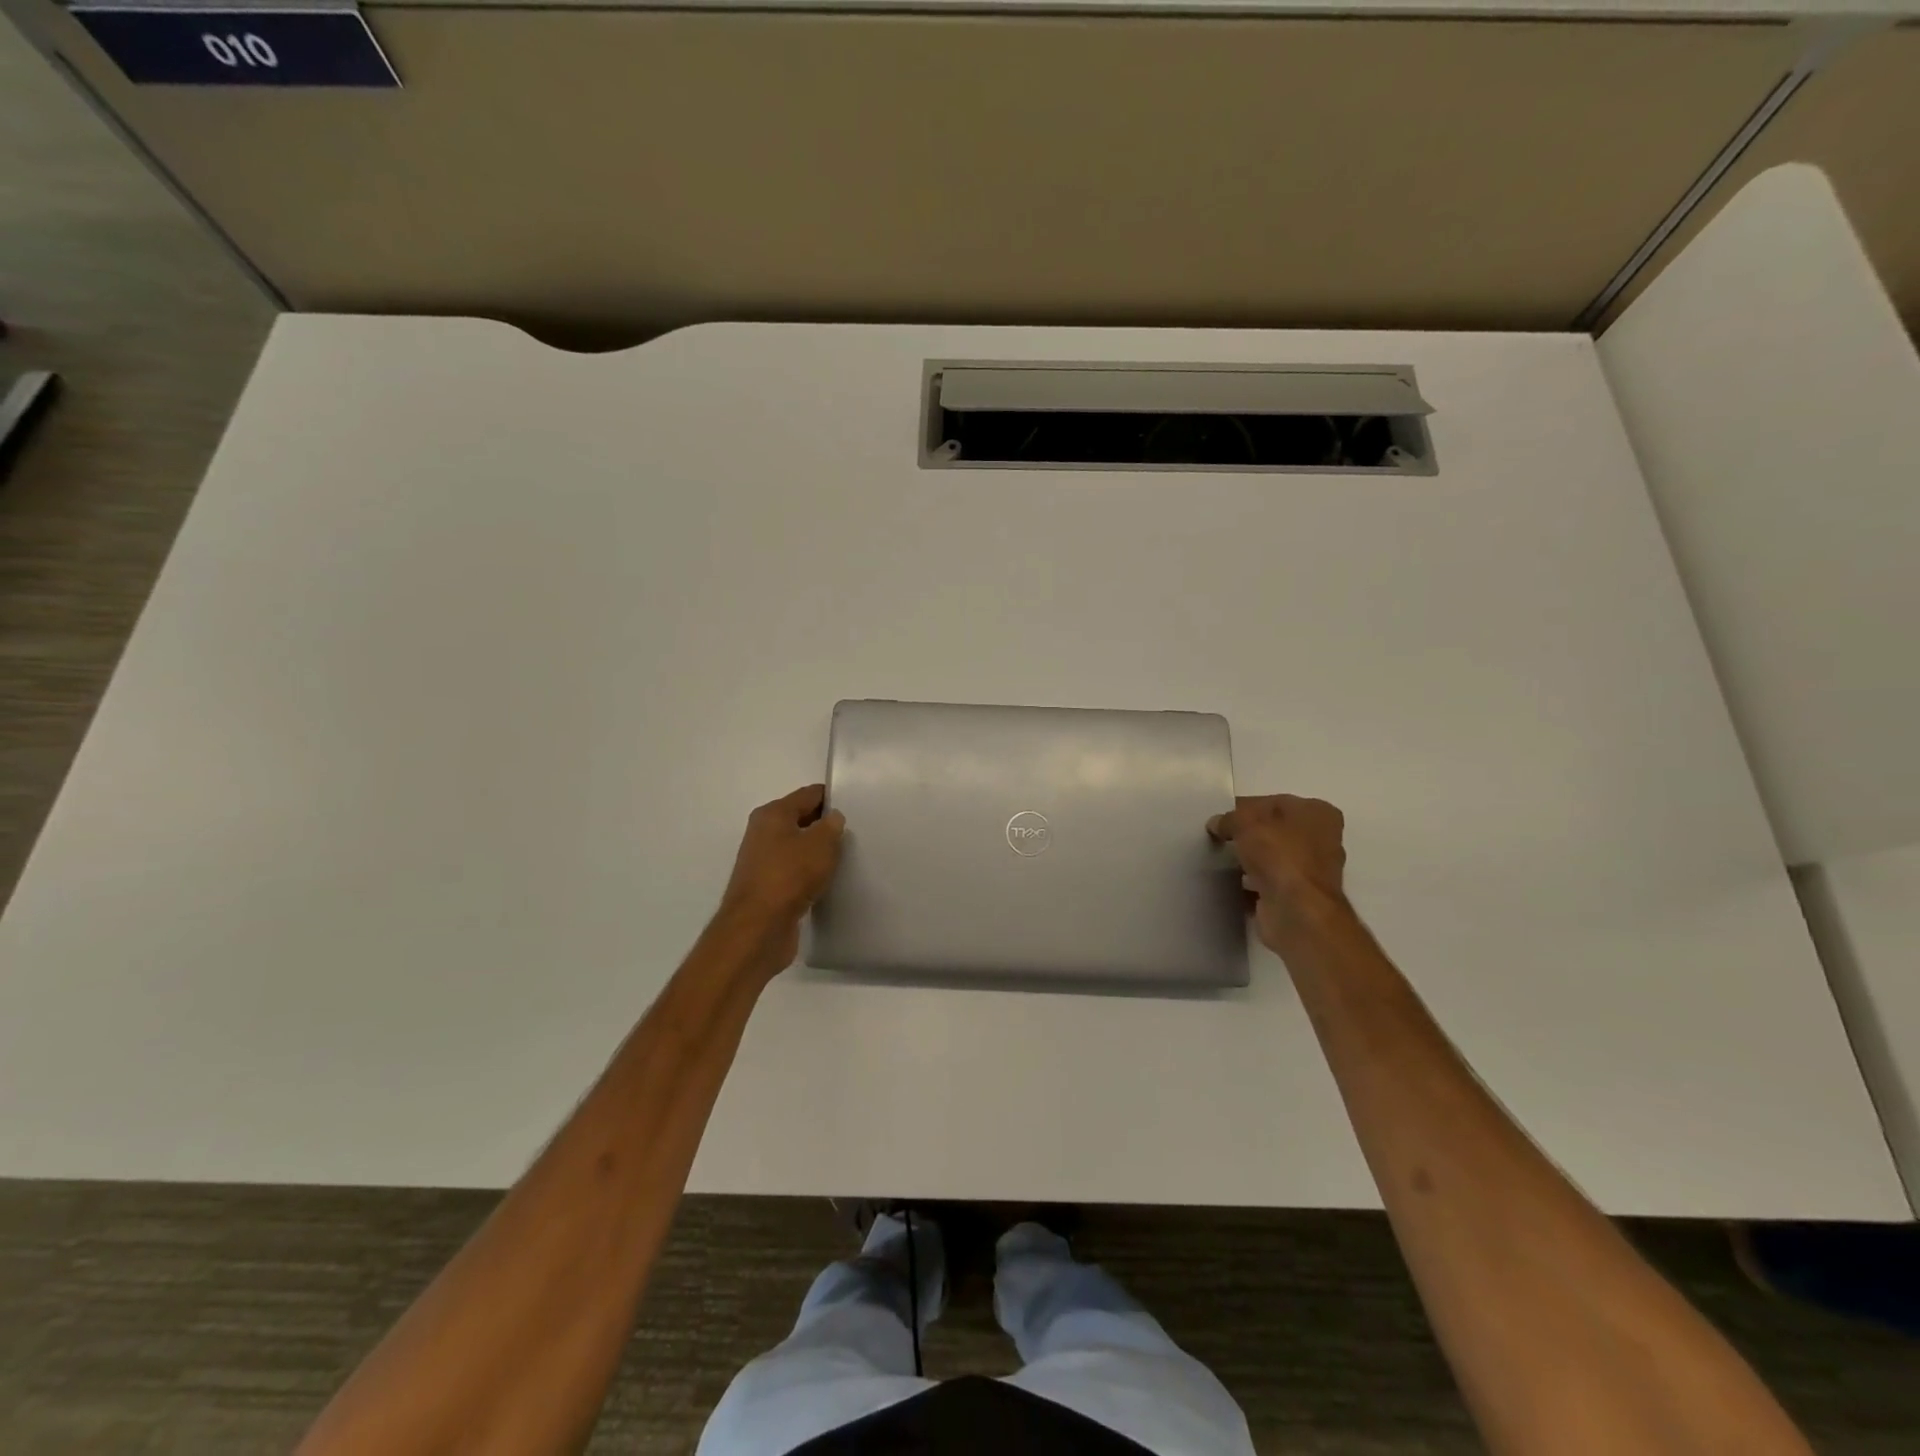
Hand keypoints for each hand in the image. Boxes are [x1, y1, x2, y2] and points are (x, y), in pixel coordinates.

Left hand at [717, 784, 846, 965]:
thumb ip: (832, 826)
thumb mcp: (821, 844)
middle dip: (825, 825)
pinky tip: (827, 881)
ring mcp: (762, 862)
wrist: (758, 928)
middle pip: (800, 819)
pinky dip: (809, 874)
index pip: (808, 794)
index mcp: (772, 814)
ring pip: (797, 847)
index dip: (831, 797)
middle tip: (854, 832)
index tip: (855, 805)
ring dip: (817, 852)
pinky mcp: (767, 888)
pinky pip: (794, 872)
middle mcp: (762, 833)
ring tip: (845, 858)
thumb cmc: (790, 875)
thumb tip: (833, 818)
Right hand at [1208, 794, 1347, 950]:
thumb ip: (1229, 819)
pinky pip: (1269, 882)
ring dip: (1250, 859)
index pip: (1273, 802)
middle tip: (1219, 838)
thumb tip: (1217, 824)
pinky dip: (1252, 882)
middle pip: (1274, 830)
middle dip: (1248, 834)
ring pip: (1272, 857)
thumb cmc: (1279, 855)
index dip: (1244, 808)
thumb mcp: (1245, 823)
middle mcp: (1322, 839)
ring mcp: (1312, 871)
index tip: (1220, 819)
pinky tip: (1230, 883)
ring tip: (1220, 860)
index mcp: (1318, 813)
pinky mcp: (1299, 897)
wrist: (1296, 911)